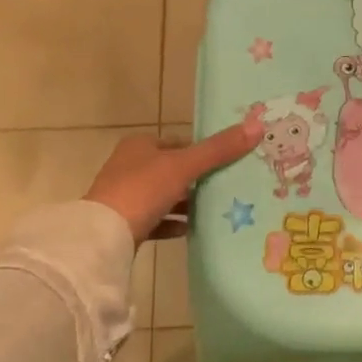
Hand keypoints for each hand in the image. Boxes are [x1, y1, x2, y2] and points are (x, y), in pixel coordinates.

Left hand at [84, 123, 259, 242]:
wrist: (103, 235)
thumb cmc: (143, 189)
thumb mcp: (184, 166)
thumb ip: (219, 149)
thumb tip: (257, 126)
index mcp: (139, 145)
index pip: (177, 142)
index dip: (200, 150)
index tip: (226, 162)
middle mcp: (129, 166)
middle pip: (170, 169)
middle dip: (195, 178)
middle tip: (225, 187)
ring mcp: (124, 196)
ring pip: (163, 195)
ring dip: (185, 202)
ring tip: (214, 209)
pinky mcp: (123, 223)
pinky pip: (155, 220)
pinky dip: (172, 223)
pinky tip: (190, 230)